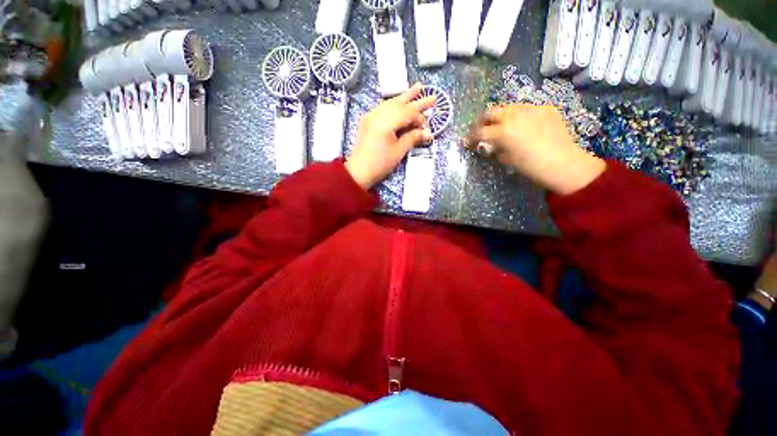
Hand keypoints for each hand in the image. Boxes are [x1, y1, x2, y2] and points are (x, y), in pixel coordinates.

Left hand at [345, 83, 435, 189]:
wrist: (359, 171)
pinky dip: (393, 104)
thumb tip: (428, 133)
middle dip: (416, 100)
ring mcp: (371, 116)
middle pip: (400, 104)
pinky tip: (399, 102)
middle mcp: (377, 114)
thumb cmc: (380, 163)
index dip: (419, 118)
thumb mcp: (398, 151)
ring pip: (391, 102)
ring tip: (417, 88)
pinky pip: (383, 107)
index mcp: (386, 122)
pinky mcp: (368, 120)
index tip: (426, 127)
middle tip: (432, 96)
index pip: (407, 113)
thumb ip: (413, 138)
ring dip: (404, 97)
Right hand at [468, 104, 605, 194]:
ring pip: (509, 107)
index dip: (471, 137)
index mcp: (503, 131)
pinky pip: (526, 109)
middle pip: (491, 112)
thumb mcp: (507, 160)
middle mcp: (514, 115)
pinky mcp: (545, 108)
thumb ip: (496, 149)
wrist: (564, 164)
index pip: (479, 131)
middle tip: (482, 130)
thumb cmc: (531, 167)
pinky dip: (520, 117)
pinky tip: (524, 126)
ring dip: (501, 116)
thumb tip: (492, 145)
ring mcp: (531, 109)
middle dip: (483, 121)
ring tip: (503, 126)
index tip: (468, 142)